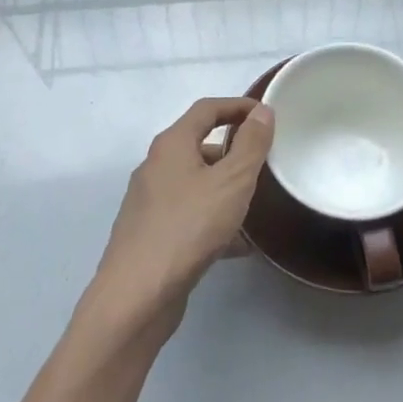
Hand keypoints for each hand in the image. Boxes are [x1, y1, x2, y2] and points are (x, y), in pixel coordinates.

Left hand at [91, 97, 274, 332]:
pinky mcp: (150, 234)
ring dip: (225, 188)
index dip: (237, 106)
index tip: (266, 115)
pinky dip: (213, 219)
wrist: (136, 295)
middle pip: (198, 145)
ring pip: (195, 183)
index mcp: (171, 144)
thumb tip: (262, 112)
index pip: (206, 109)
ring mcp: (150, 202)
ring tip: (256, 205)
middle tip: (264, 163)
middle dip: (233, 151)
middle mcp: (155, 166)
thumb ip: (250, 145)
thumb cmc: (188, 227)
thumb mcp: (231, 182)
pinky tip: (238, 245)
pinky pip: (189, 215)